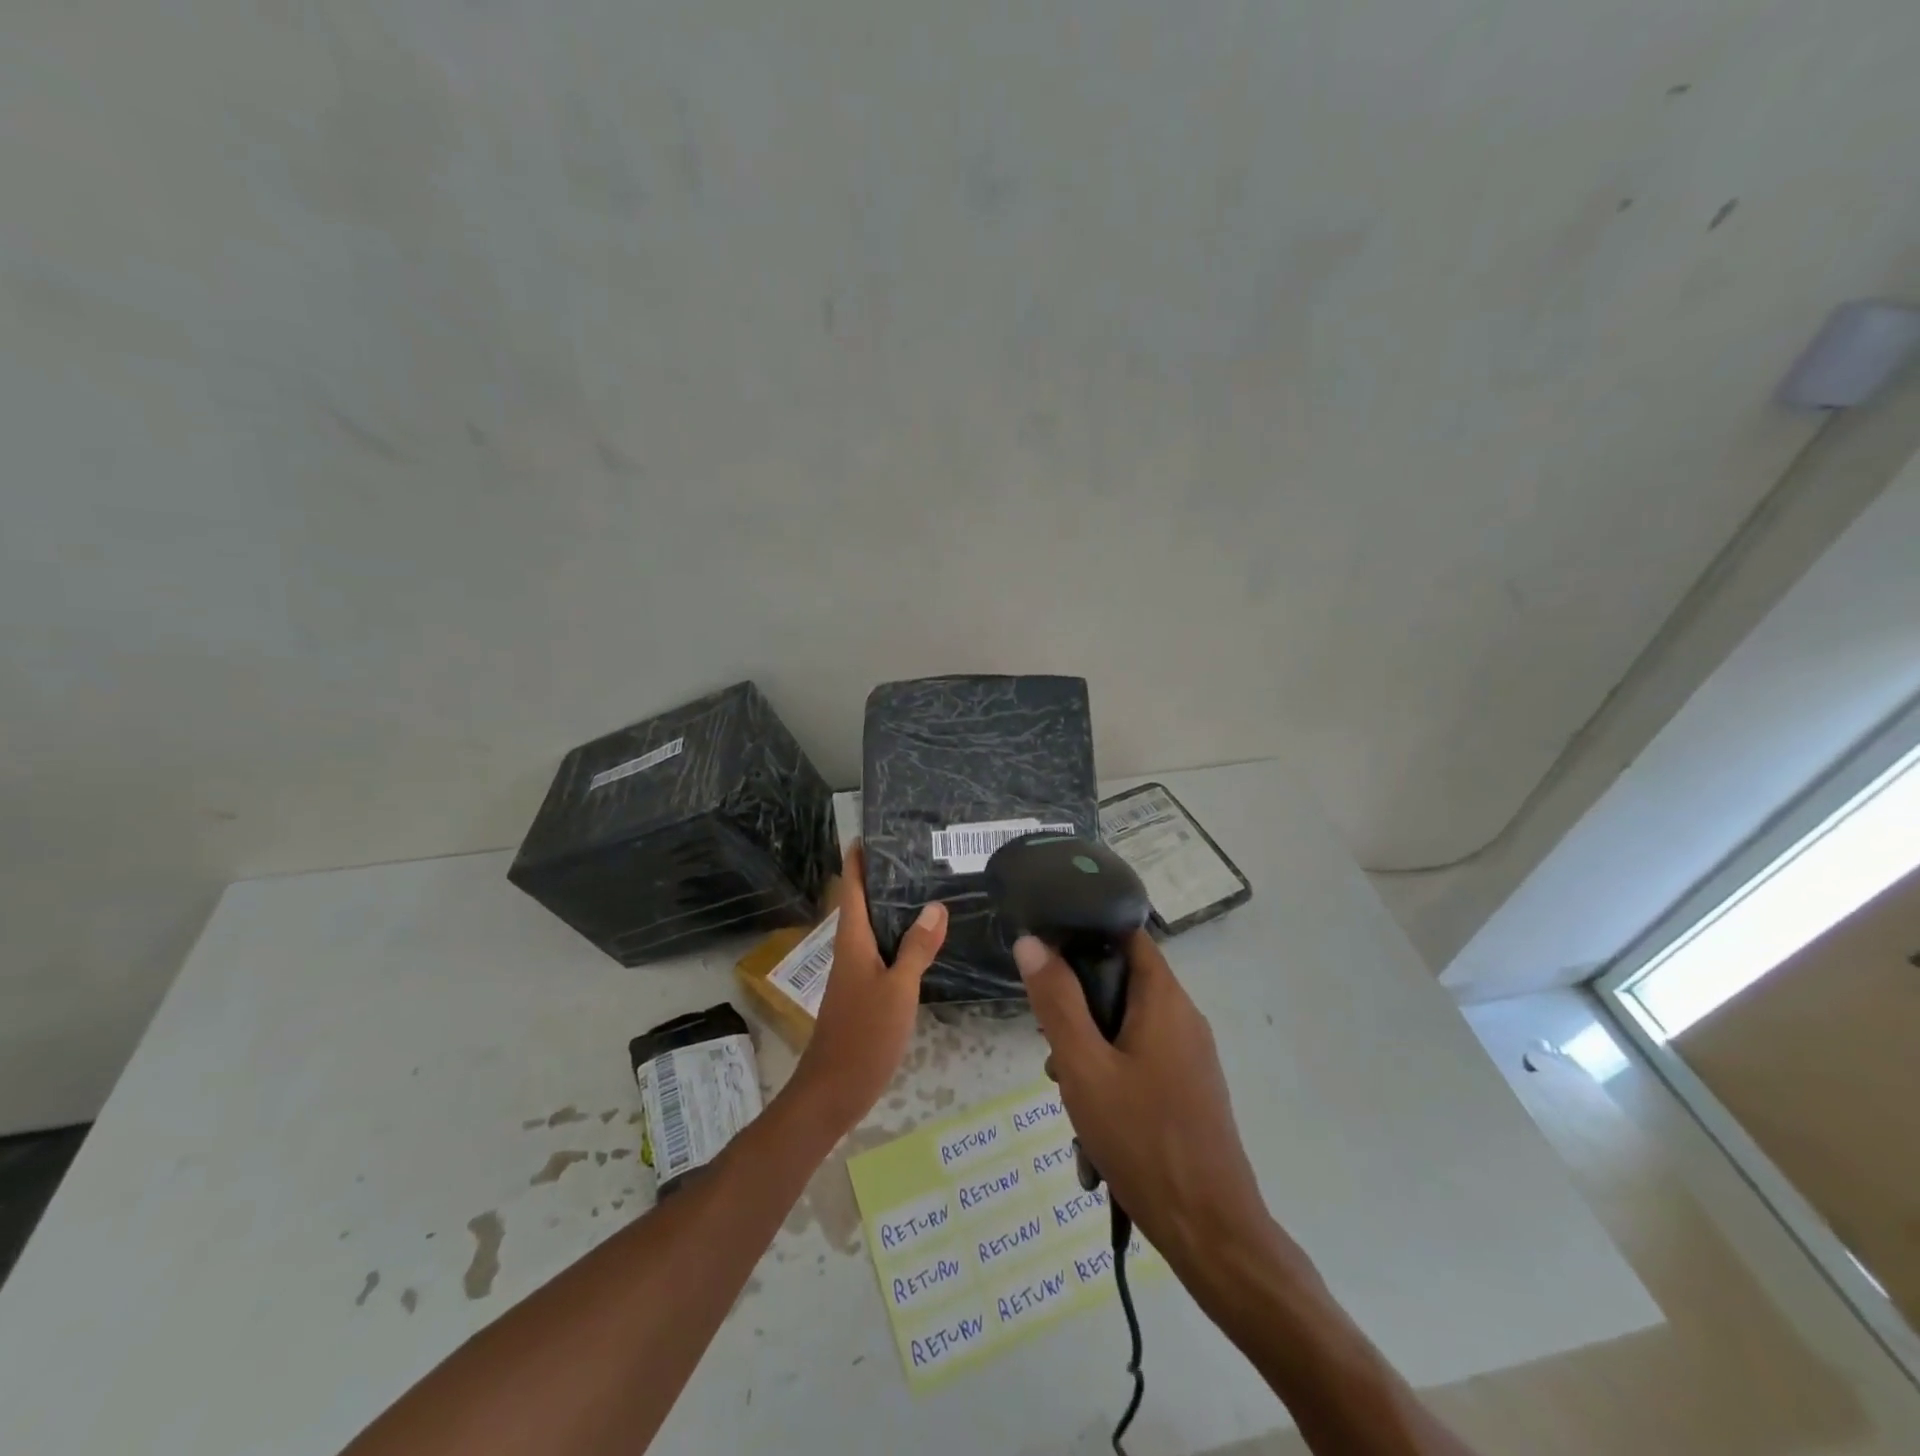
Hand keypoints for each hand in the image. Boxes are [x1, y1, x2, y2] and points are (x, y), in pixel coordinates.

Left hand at [785, 842, 947, 1137]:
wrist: (833, 1091)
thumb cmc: (864, 1035)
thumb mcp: (898, 989)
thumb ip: (917, 948)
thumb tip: (935, 905)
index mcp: (853, 943)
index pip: (851, 891)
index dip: (855, 862)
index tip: (865, 834)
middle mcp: (851, 952)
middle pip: (861, 905)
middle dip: (878, 878)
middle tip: (910, 853)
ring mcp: (856, 974)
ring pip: (872, 928)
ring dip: (890, 907)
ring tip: (921, 886)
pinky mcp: (864, 993)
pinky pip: (881, 951)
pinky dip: (898, 936)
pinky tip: (921, 939)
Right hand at [1013, 931, 1277, 1273]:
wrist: (1211, 1233)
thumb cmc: (1142, 1140)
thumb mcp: (1084, 1067)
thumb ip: (1057, 1002)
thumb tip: (1032, 942)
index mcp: (1164, 999)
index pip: (1126, 934)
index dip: (1085, 934)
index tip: (1046, 956)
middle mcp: (1183, 1017)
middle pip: (1122, 984)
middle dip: (1079, 1009)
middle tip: (1052, 1048)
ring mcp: (1190, 1056)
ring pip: (1127, 1028)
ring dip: (1091, 1051)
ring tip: (1067, 1094)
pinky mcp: (1190, 1089)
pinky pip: (1141, 1062)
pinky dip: (1112, 1078)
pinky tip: (1093, 1128)